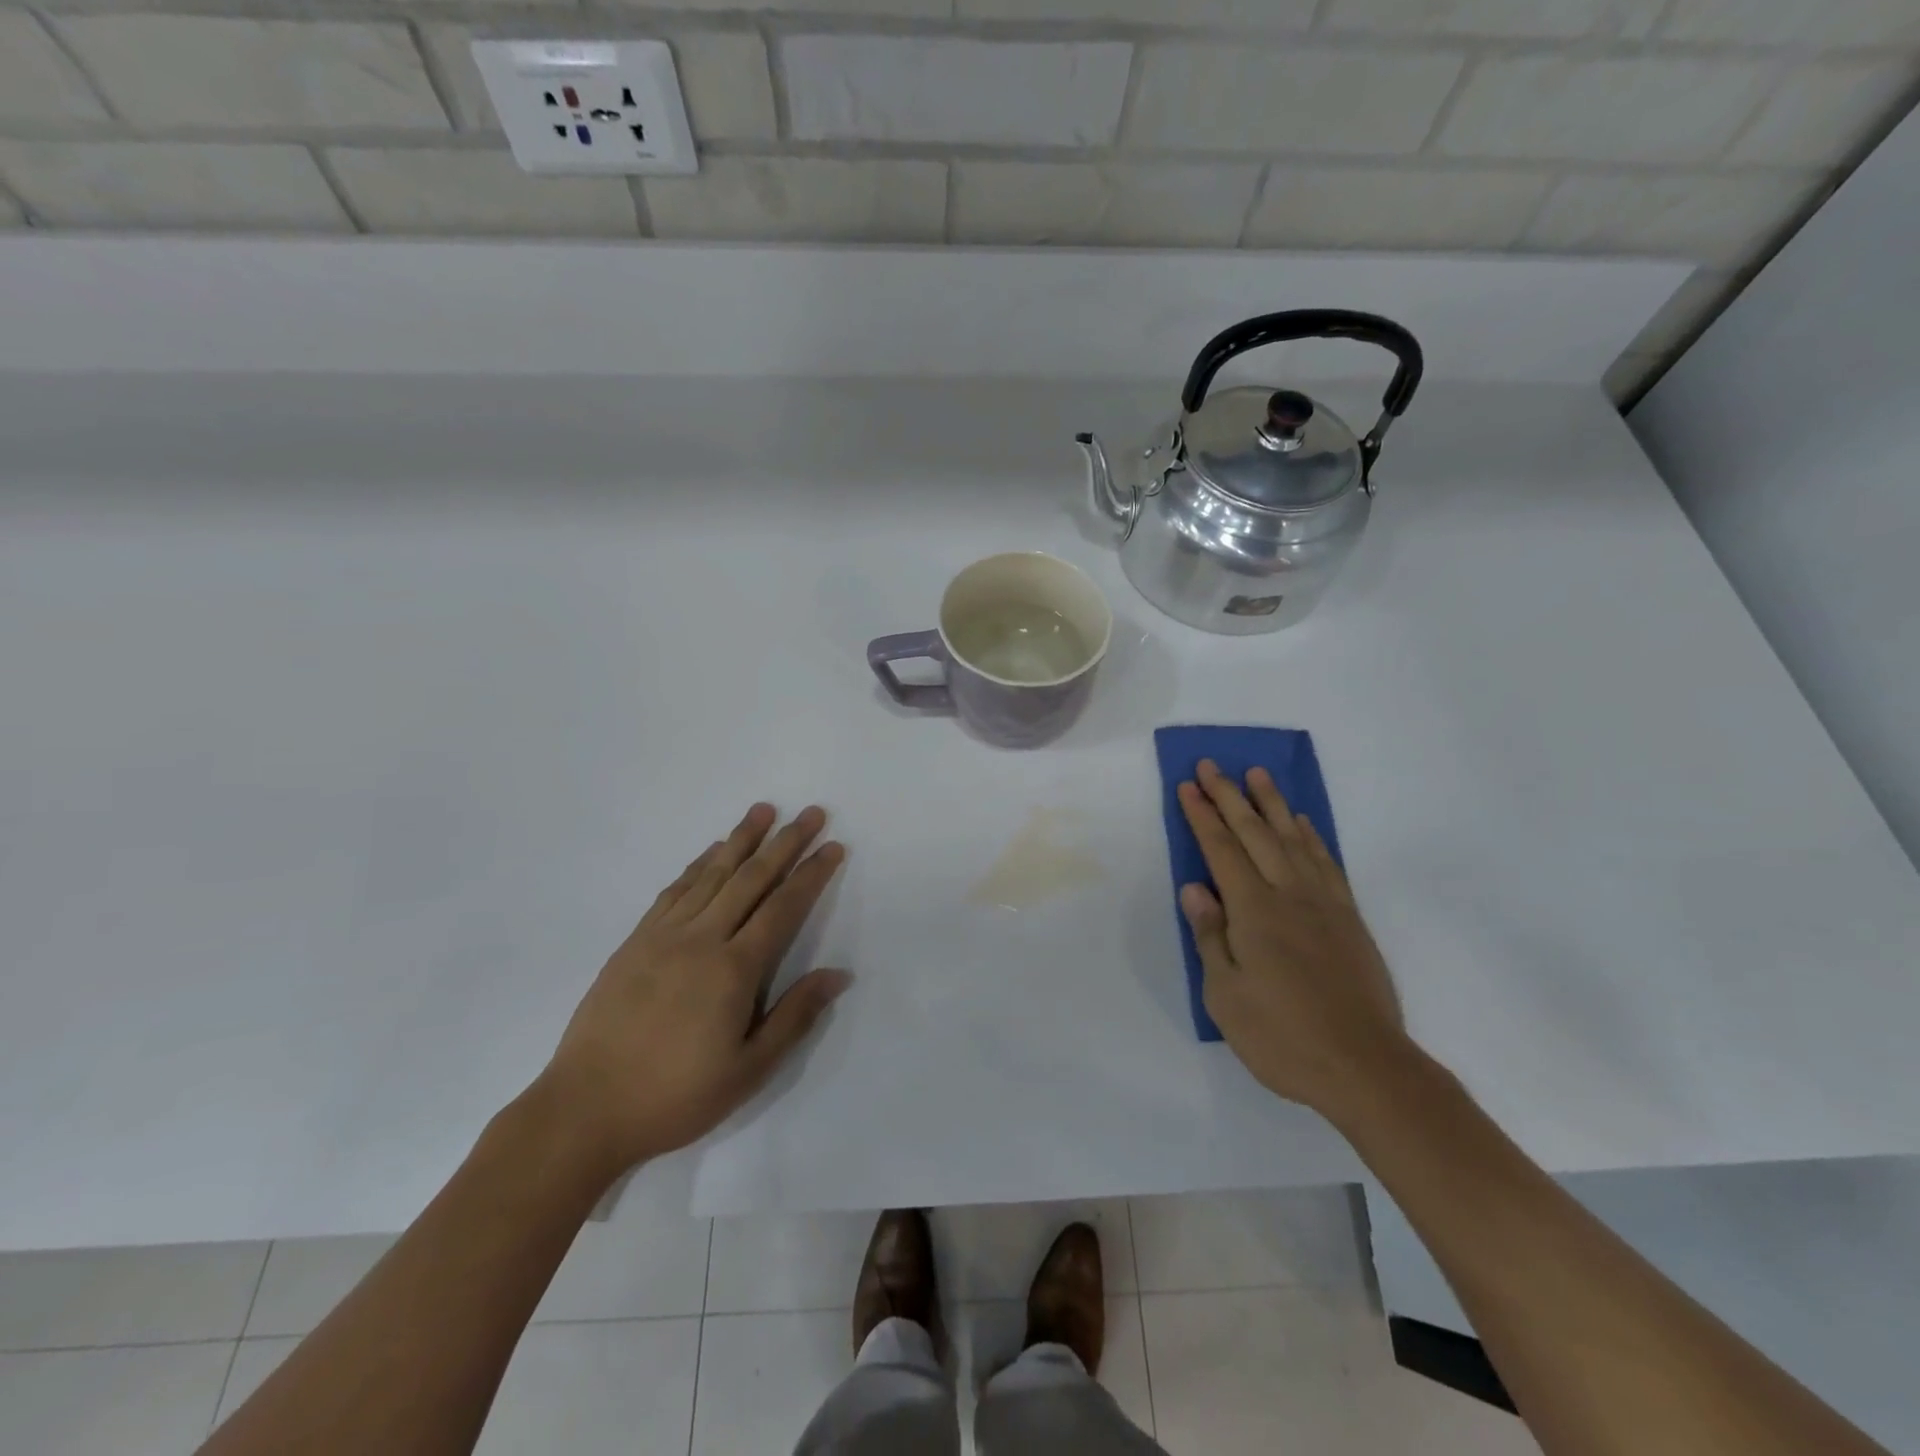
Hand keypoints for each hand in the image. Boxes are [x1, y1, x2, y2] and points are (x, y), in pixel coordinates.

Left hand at [536, 803, 849, 1178]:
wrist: (585, 1109)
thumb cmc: (675, 1096)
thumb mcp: (748, 1070)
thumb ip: (795, 1016)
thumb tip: (839, 974)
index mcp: (733, 969)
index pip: (783, 907)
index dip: (811, 874)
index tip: (832, 846)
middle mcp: (701, 939)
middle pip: (751, 878)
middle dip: (785, 842)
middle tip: (810, 812)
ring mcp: (663, 935)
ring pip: (711, 874)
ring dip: (741, 839)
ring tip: (763, 811)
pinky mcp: (635, 941)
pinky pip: (674, 890)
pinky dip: (698, 864)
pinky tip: (711, 852)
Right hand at [1178, 760, 1412, 1121]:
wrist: (1365, 1067)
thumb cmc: (1282, 1036)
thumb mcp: (1225, 995)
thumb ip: (1210, 936)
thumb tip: (1195, 888)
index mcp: (1254, 911)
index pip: (1221, 850)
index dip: (1202, 816)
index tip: (1188, 786)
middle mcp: (1289, 895)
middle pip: (1255, 833)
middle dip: (1230, 796)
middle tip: (1212, 765)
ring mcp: (1324, 904)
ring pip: (1293, 839)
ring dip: (1273, 803)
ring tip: (1258, 775)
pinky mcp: (1349, 919)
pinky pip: (1327, 862)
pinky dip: (1311, 835)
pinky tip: (1302, 823)